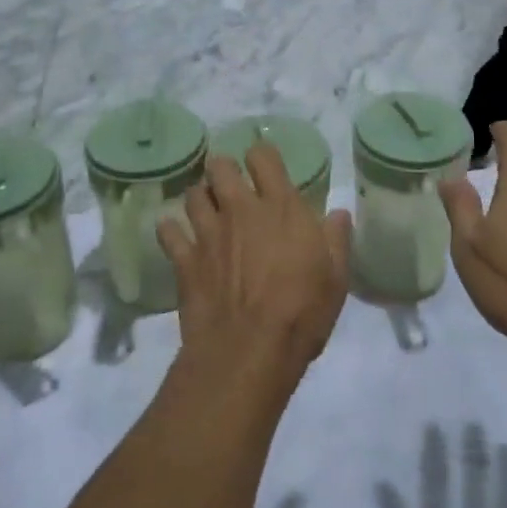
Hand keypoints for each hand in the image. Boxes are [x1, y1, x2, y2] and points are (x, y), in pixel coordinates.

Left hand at [157, 143, 352, 374]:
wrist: (250, 351)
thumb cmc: (302, 311)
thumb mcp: (336, 277)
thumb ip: (336, 239)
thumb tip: (339, 213)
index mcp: (280, 207)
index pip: (263, 157)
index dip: (261, 156)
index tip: (264, 167)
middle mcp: (240, 209)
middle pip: (220, 167)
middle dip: (223, 170)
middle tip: (230, 186)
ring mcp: (208, 233)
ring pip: (192, 195)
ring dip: (199, 197)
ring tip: (206, 209)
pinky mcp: (185, 260)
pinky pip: (168, 232)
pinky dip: (170, 230)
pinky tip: (175, 235)